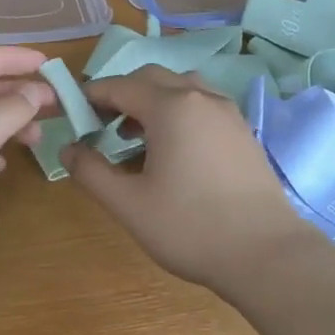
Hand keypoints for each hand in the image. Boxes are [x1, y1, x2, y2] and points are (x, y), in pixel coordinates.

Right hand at [61, 66, 308, 293]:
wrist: (268, 255)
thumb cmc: (190, 227)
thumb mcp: (128, 204)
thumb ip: (90, 171)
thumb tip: (67, 149)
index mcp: (171, 107)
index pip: (119, 86)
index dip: (91, 97)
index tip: (72, 116)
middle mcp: (200, 98)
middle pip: (151, 78)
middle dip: (121, 94)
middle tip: (101, 126)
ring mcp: (228, 113)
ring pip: (181, 87)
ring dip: (152, 101)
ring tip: (136, 137)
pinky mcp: (243, 132)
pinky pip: (202, 104)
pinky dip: (179, 112)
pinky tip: (173, 150)